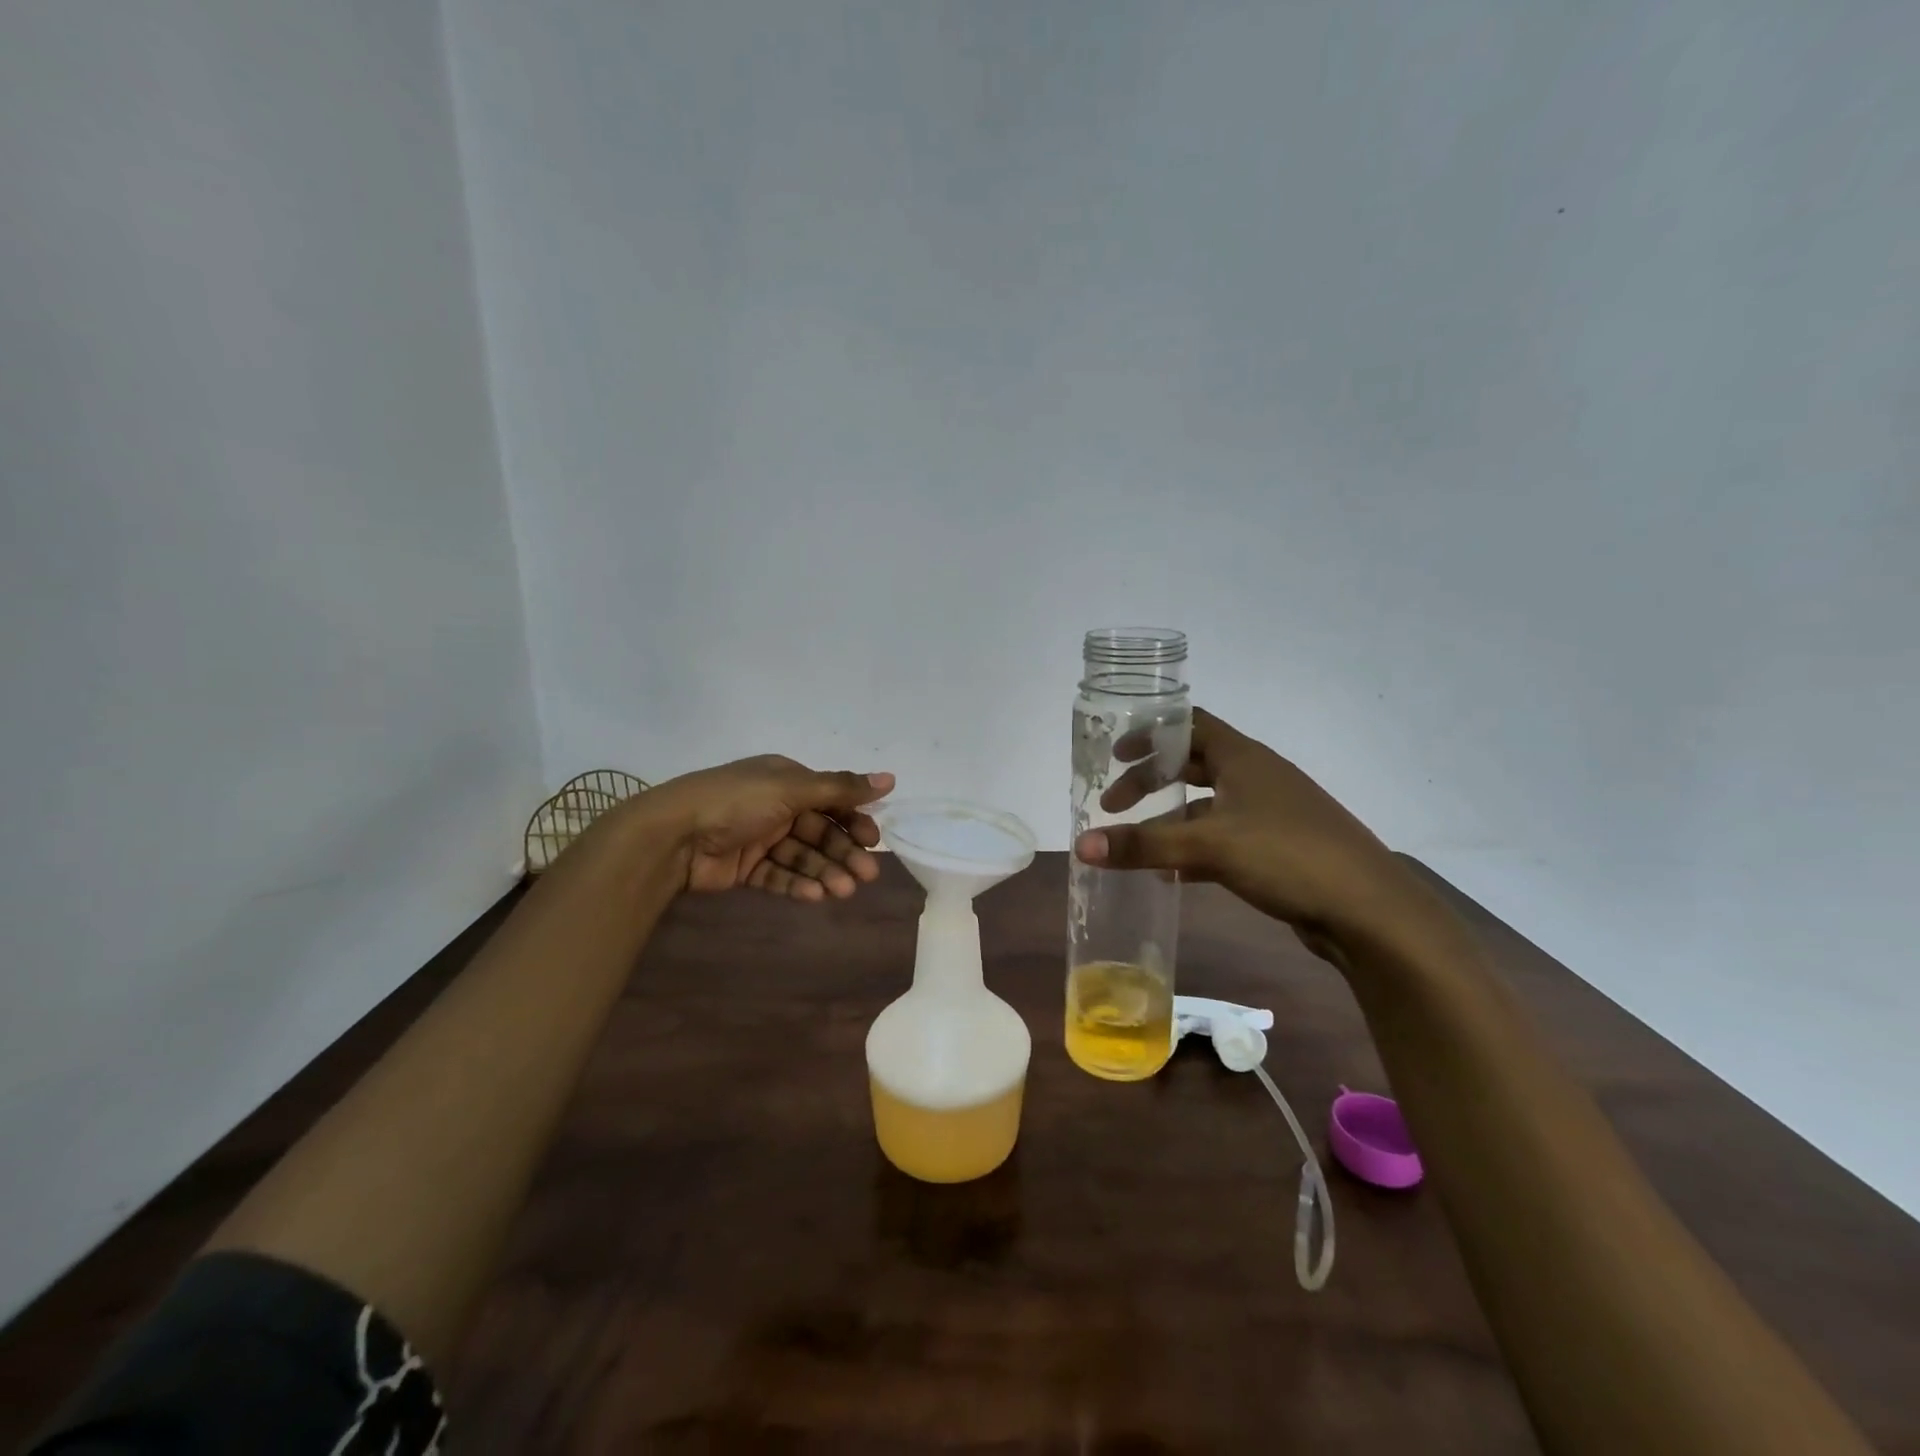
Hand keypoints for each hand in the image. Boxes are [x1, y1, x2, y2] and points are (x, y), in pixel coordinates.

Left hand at [648, 756, 893, 899]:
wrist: (673, 836)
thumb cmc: (737, 802)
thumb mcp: (791, 788)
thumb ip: (841, 788)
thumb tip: (890, 779)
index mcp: (785, 779)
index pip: (830, 799)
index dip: (853, 820)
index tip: (873, 841)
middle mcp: (775, 806)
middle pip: (819, 831)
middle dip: (843, 852)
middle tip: (866, 875)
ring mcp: (758, 838)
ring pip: (802, 856)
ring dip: (825, 871)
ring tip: (842, 891)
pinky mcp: (744, 868)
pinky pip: (778, 875)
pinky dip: (798, 884)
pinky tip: (815, 895)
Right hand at [1074, 708, 1425, 947]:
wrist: (1370, 910)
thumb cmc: (1287, 855)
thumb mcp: (1209, 846)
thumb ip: (1143, 846)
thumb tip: (1081, 845)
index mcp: (1242, 757)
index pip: (1188, 725)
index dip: (1149, 733)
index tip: (1115, 754)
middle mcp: (1256, 776)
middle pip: (1192, 764)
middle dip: (1151, 781)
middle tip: (1115, 804)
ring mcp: (1271, 812)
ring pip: (1208, 805)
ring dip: (1171, 820)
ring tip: (1137, 844)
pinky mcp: (1279, 847)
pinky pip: (1224, 837)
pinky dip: (1195, 848)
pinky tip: (1175, 875)